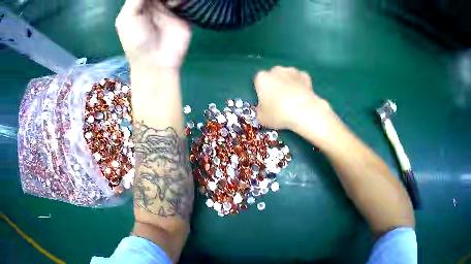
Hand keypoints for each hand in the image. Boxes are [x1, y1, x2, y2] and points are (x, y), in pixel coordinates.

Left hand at [116, 0, 190, 69]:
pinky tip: (174, 5)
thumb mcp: (127, 19)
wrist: (155, 62)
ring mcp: (170, 7)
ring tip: (168, 3)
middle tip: (161, 0)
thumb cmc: (136, 42)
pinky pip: (186, 0)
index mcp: (139, 3)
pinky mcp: (183, 12)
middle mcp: (155, 3)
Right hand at [254, 66, 339, 142]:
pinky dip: (301, 85)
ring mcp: (292, 71)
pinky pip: (300, 79)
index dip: (262, 92)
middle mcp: (276, 70)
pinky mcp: (306, 76)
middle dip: (275, 85)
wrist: (304, 111)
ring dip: (288, 83)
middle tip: (279, 101)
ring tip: (292, 99)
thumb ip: (260, 111)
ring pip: (287, 76)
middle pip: (273, 76)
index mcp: (262, 78)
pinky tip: (302, 96)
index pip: (258, 82)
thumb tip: (263, 110)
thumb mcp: (262, 118)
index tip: (266, 102)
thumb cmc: (278, 113)